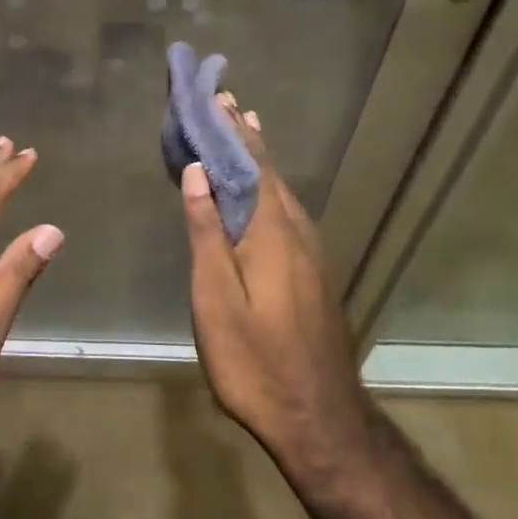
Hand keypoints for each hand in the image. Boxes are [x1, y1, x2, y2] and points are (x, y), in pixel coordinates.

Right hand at [179, 106, 370, 485]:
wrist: (320, 420)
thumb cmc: (255, 360)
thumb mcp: (216, 298)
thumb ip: (206, 233)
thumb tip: (197, 172)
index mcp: (272, 232)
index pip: (251, 166)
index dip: (233, 132)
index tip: (218, 99)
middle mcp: (297, 233)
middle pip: (270, 174)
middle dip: (247, 138)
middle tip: (228, 105)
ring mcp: (311, 254)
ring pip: (283, 193)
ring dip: (261, 161)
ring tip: (246, 133)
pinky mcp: (313, 274)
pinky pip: (288, 212)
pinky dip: (270, 188)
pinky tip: (263, 193)